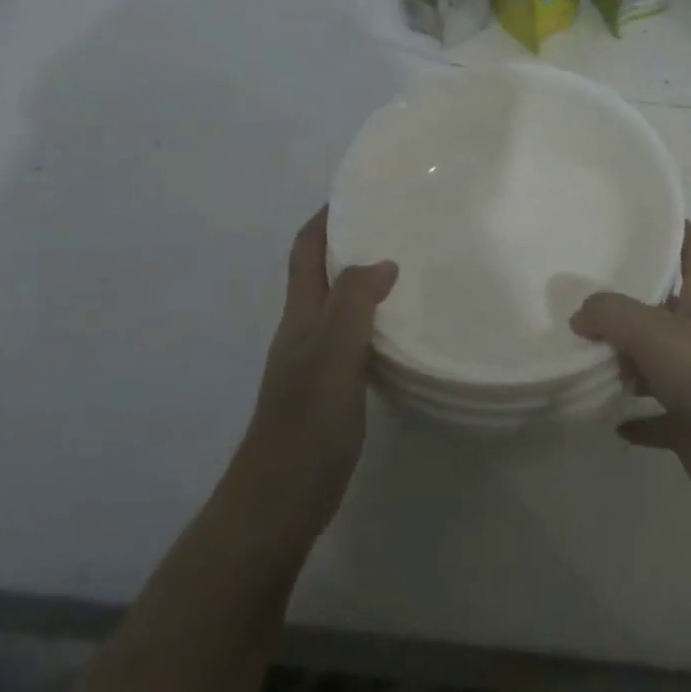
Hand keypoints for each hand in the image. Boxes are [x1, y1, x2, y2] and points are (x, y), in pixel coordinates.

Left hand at [230, 209, 397, 543]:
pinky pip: (355, 338)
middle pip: (321, 273)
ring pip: (340, 306)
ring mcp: (315, 362)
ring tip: (410, 268)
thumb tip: (383, 262)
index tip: (357, 191)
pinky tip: (404, 329)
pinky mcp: (332, 389)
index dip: (324, 218)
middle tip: (398, 226)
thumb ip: (353, 304)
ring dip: (365, 282)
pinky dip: (376, 321)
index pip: (306, 251)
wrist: (280, 500)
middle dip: (350, 242)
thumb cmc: (305, 424)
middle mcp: (304, 331)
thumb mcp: (331, 355)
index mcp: (300, 316)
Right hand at [571, 222, 690, 524]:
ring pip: (658, 361)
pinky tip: (606, 416)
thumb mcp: (658, 334)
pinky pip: (658, 416)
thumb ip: (612, 314)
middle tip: (580, 292)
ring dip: (625, 360)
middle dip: (630, 300)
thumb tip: (581, 314)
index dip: (677, 229)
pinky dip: (636, 416)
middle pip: (667, 306)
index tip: (639, 219)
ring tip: (579, 352)